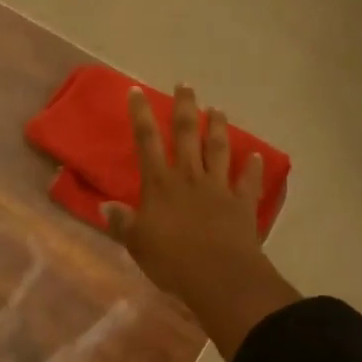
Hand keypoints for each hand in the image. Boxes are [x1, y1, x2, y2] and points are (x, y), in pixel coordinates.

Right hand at [102, 86, 298, 359]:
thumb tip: (105, 205)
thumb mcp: (137, 244)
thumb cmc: (171, 260)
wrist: (219, 276)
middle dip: (185, 108)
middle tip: (186, 85)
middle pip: (187, 135)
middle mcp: (189, 177)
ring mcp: (218, 188)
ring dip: (218, 128)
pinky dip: (252, 167)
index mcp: (160, 184)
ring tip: (218, 109)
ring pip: (218, 149)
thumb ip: (122, 223)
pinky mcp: (242, 204)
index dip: (140, 115)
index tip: (137, 91)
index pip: (147, 141)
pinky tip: (256, 156)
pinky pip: (248, 181)